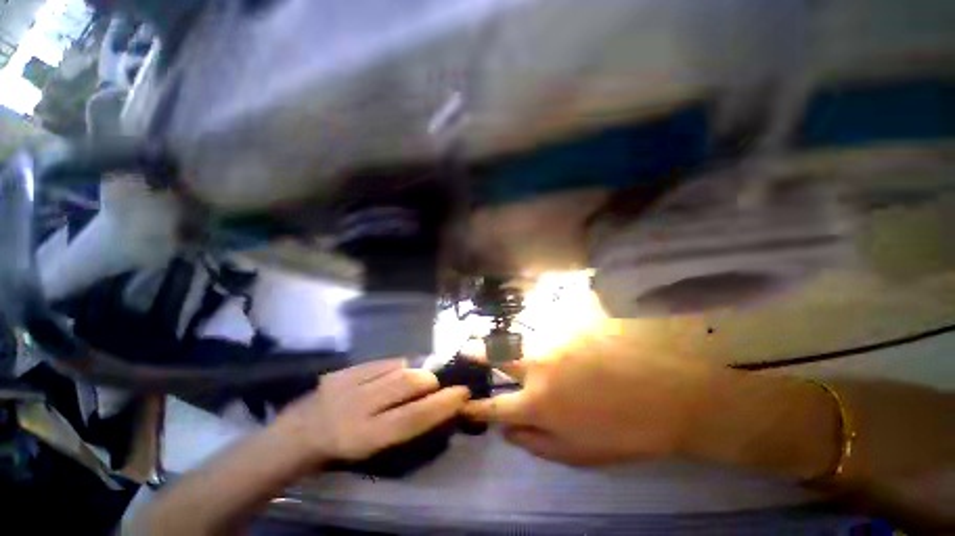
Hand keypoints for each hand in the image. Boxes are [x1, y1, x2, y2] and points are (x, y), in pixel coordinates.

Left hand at [276, 359, 470, 463]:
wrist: (303, 431)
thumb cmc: (346, 447)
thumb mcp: (375, 448)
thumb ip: (407, 425)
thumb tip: (439, 404)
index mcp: (367, 437)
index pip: (413, 418)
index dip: (442, 404)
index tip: (463, 392)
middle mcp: (358, 408)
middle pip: (408, 384)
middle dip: (429, 381)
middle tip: (434, 385)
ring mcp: (350, 383)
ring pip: (398, 368)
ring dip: (414, 372)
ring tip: (412, 380)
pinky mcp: (346, 369)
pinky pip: (384, 361)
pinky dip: (398, 366)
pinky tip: (394, 373)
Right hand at [463, 334, 719, 464]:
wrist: (668, 391)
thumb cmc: (625, 430)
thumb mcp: (580, 453)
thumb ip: (537, 444)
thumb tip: (507, 433)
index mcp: (537, 404)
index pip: (495, 407)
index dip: (477, 407)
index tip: (464, 403)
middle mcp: (537, 368)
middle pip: (498, 358)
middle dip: (478, 355)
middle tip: (466, 349)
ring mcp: (553, 342)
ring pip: (517, 338)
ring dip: (501, 340)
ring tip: (490, 337)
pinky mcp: (569, 325)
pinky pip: (543, 324)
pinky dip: (533, 329)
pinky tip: (534, 330)